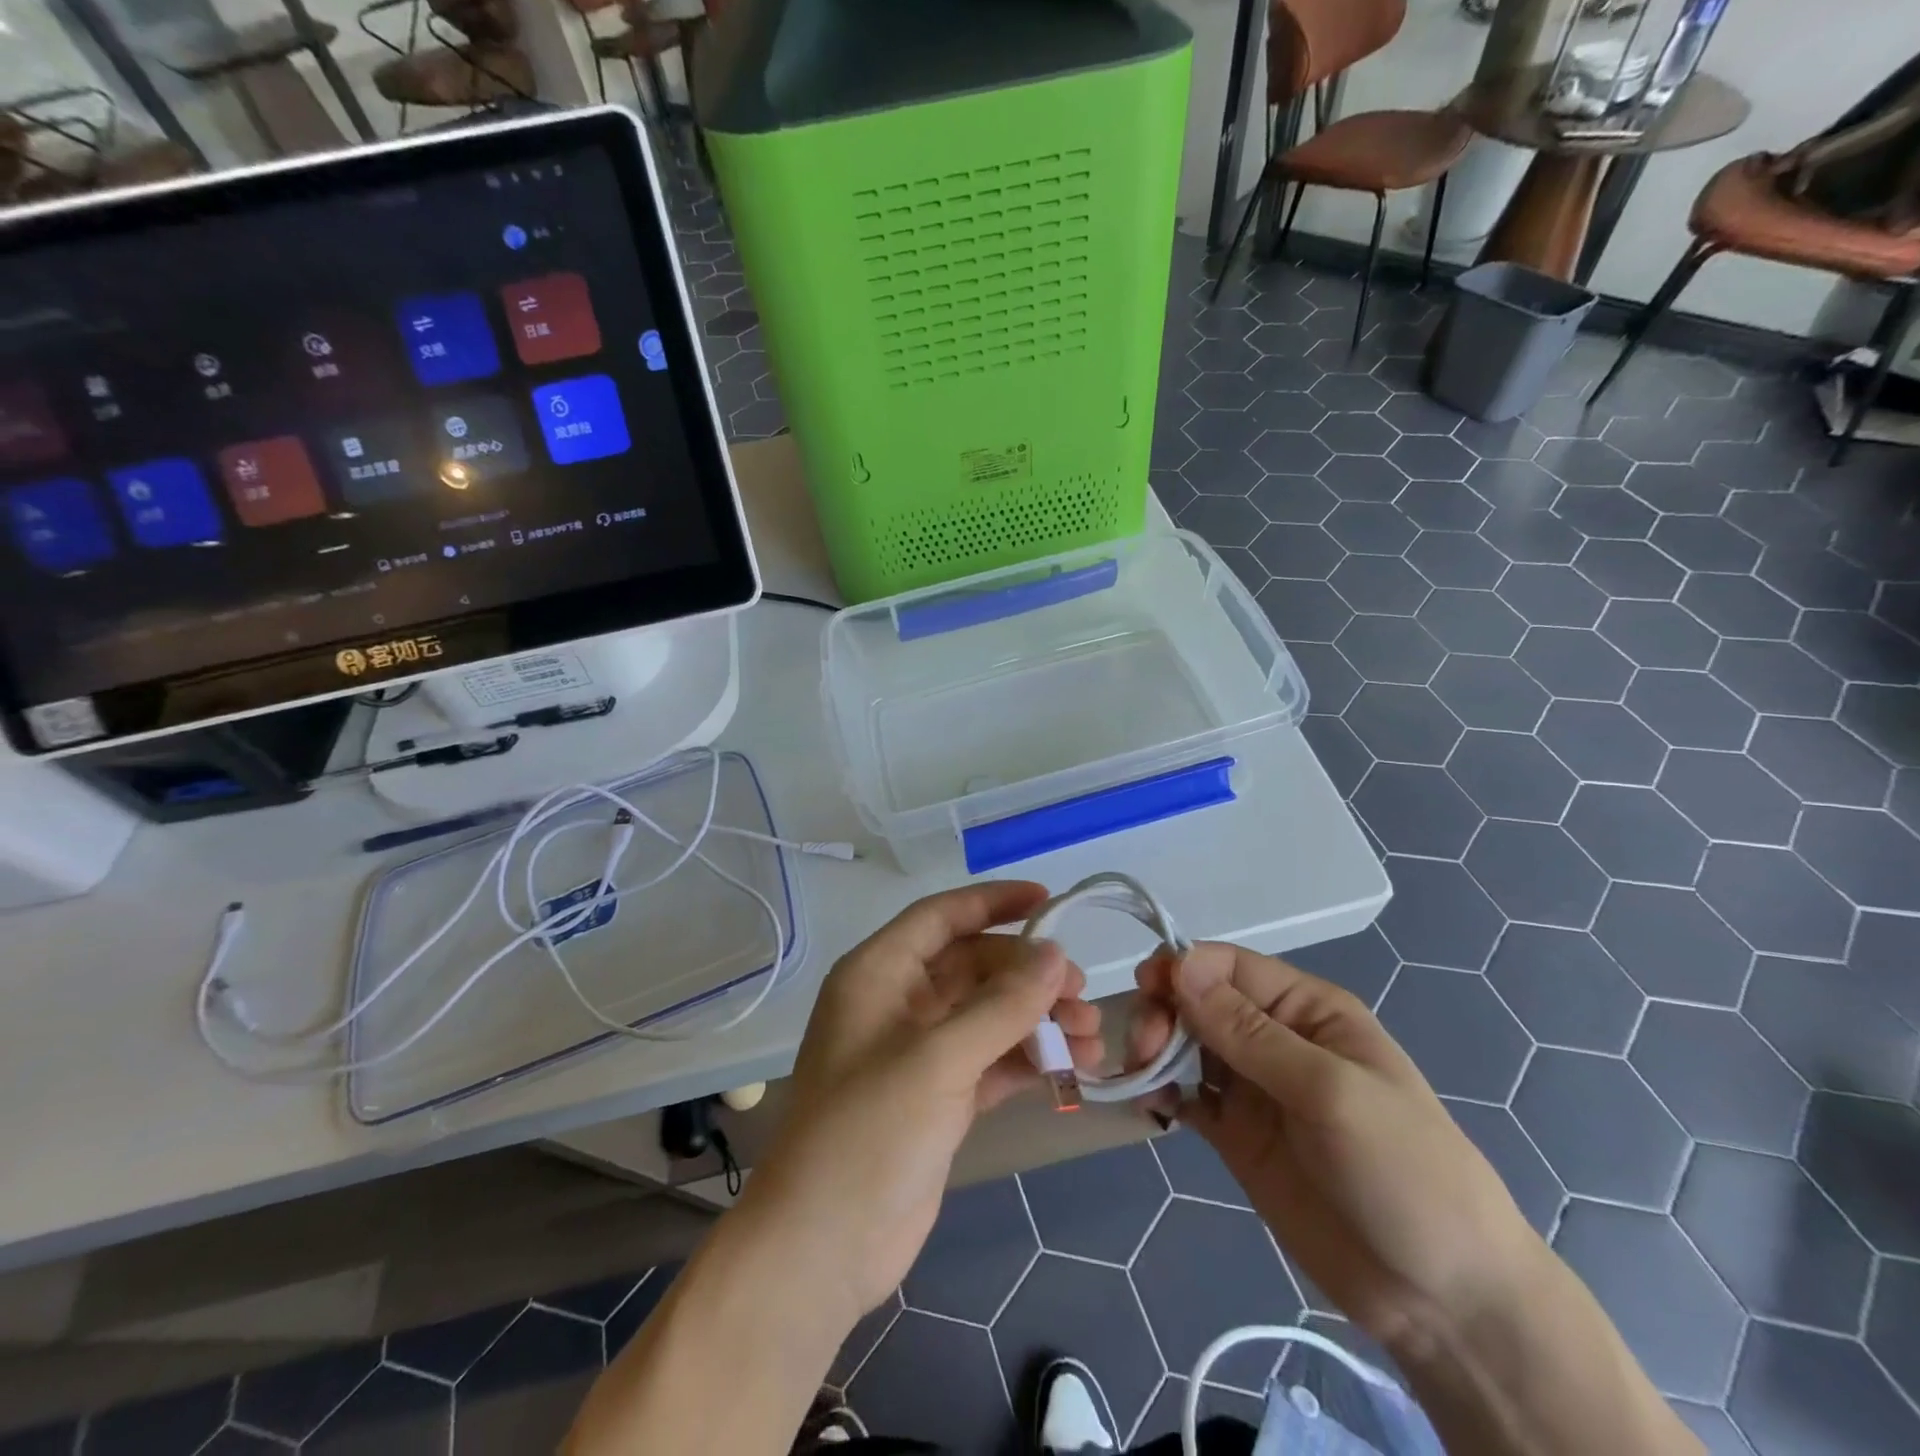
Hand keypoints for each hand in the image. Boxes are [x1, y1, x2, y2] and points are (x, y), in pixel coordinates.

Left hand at [741, 883, 1102, 1326]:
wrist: (822, 1250)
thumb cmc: (868, 1133)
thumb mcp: (937, 1060)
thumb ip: (1001, 1005)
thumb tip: (1055, 953)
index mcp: (878, 973)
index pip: (942, 916)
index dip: (994, 902)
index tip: (1051, 901)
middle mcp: (898, 1002)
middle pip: (974, 966)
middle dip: (1029, 976)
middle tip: (1082, 996)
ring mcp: (919, 1052)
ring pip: (989, 1015)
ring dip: (1038, 1020)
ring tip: (1090, 1040)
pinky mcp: (939, 1096)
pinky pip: (992, 1060)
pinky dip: (1028, 1060)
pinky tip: (1070, 1071)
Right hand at [1130, 944, 1539, 1347]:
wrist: (1443, 1300)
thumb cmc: (1403, 1173)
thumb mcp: (1329, 1091)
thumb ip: (1249, 1032)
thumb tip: (1181, 965)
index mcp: (1306, 1009)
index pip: (1228, 966)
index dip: (1183, 969)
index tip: (1147, 993)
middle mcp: (1275, 1038)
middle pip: (1198, 1001)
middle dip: (1164, 1012)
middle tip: (1144, 1049)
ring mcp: (1253, 1088)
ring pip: (1186, 1044)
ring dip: (1155, 1047)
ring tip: (1140, 1075)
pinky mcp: (1236, 1135)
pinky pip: (1186, 1095)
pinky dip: (1160, 1090)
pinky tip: (1146, 1101)